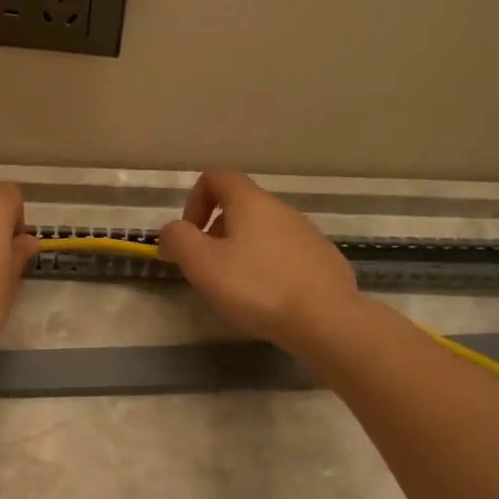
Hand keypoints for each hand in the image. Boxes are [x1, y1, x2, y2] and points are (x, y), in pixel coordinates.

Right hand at [158, 170, 358, 353]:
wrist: (326, 320)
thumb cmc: (257, 287)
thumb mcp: (202, 264)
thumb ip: (178, 239)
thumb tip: (172, 231)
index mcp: (251, 202)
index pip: (216, 177)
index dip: (194, 201)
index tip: (191, 236)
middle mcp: (282, 209)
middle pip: (240, 205)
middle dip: (217, 231)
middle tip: (209, 268)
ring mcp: (308, 233)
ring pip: (264, 231)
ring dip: (243, 250)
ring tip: (238, 288)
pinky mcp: (325, 260)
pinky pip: (287, 253)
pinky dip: (270, 267)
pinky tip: (270, 298)